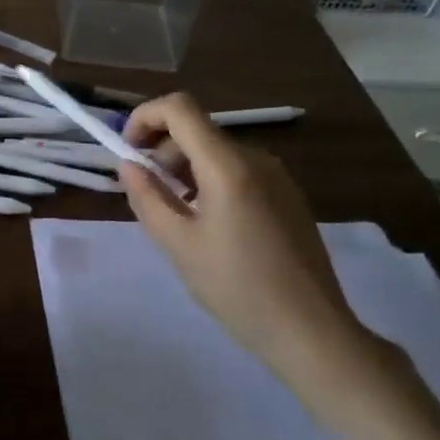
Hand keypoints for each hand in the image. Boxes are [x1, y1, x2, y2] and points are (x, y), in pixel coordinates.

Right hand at [119, 93, 379, 393]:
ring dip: (184, 168)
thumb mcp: (177, 244)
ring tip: (175, 214)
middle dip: (161, 150)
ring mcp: (277, 177)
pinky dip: (209, 181)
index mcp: (228, 166)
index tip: (128, 151)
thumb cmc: (236, 288)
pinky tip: (208, 224)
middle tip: (146, 193)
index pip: (179, 108)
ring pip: (216, 152)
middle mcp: (256, 159)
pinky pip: (238, 171)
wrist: (311, 331)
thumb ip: (146, 197)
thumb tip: (128, 165)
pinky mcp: (288, 196)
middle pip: (197, 130)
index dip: (144, 117)